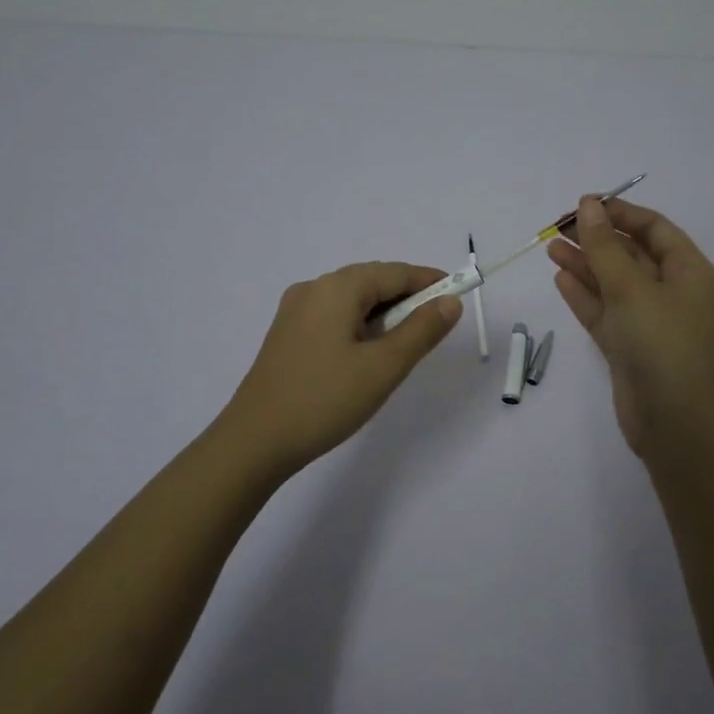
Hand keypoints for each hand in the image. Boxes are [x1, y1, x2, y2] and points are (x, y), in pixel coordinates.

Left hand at [216, 261, 461, 477]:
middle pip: (372, 281)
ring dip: (384, 313)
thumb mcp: (384, 367)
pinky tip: (369, 352)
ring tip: (406, 343)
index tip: (459, 293)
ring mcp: (295, 311)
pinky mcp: (287, 334)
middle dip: (408, 297)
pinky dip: (361, 325)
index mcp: (337, 288)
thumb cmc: (325, 399)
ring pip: (352, 300)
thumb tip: (450, 301)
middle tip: (436, 324)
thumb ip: (421, 330)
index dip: (429, 281)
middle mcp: (313, 288)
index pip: (395, 272)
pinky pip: (334, 316)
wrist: (254, 441)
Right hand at [549, 197, 713, 461]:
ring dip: (585, 264)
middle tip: (557, 226)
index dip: (619, 212)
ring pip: (613, 283)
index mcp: (688, 271)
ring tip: (550, 247)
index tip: (582, 204)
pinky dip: (584, 295)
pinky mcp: (629, 347)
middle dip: (597, 238)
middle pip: (631, 253)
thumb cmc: (663, 345)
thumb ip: (604, 247)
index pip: (653, 228)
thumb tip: (588, 206)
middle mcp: (671, 292)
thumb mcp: (632, 289)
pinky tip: (560, 278)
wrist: (678, 425)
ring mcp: (649, 321)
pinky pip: (604, 311)